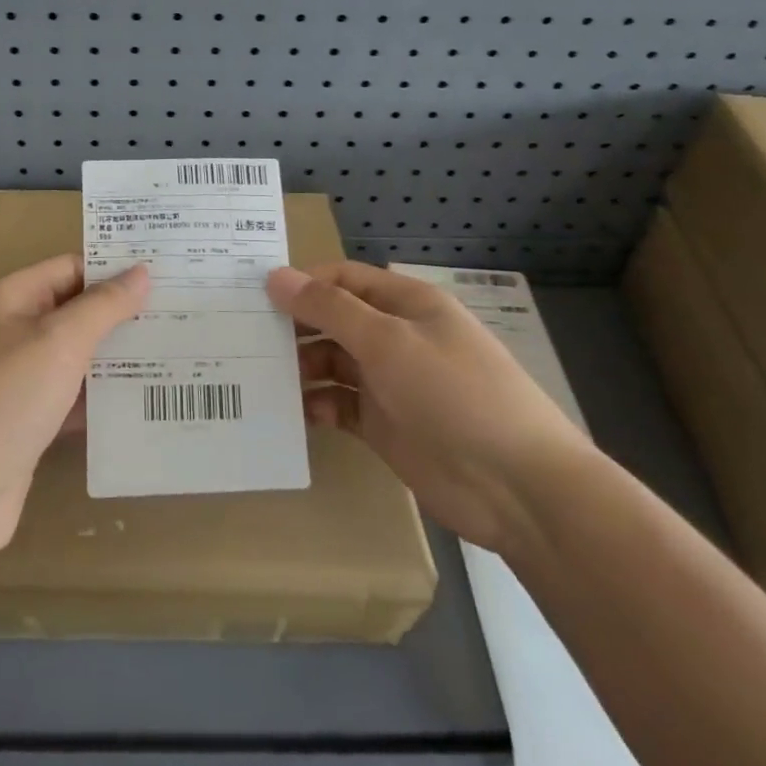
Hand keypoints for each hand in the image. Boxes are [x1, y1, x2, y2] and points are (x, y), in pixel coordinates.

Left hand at [0, 255, 148, 567]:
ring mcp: (18, 379)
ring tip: (177, 352)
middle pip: (75, 311)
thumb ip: (103, 306)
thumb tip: (141, 271)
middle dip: (123, 314)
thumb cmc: (4, 402)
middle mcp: (11, 331)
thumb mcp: (58, 343)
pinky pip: (72, 397)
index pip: (71, 268)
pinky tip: (144, 400)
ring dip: (117, 357)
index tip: (167, 274)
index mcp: (11, 299)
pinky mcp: (27, 421)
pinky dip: (101, 397)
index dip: (114, 269)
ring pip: (76, 356)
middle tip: (183, 314)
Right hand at [269, 261, 592, 552]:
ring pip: (332, 363)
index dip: (302, 283)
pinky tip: (297, 413)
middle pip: (334, 320)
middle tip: (246, 338)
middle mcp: (396, 337)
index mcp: (405, 304)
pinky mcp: (385, 426)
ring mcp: (391, 383)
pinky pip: (340, 405)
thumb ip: (329, 308)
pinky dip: (317, 405)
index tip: (255, 296)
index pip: (343, 279)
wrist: (519, 489)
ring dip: (301, 368)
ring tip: (263, 377)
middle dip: (295, 326)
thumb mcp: (388, 341)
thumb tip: (276, 276)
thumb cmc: (454, 394)